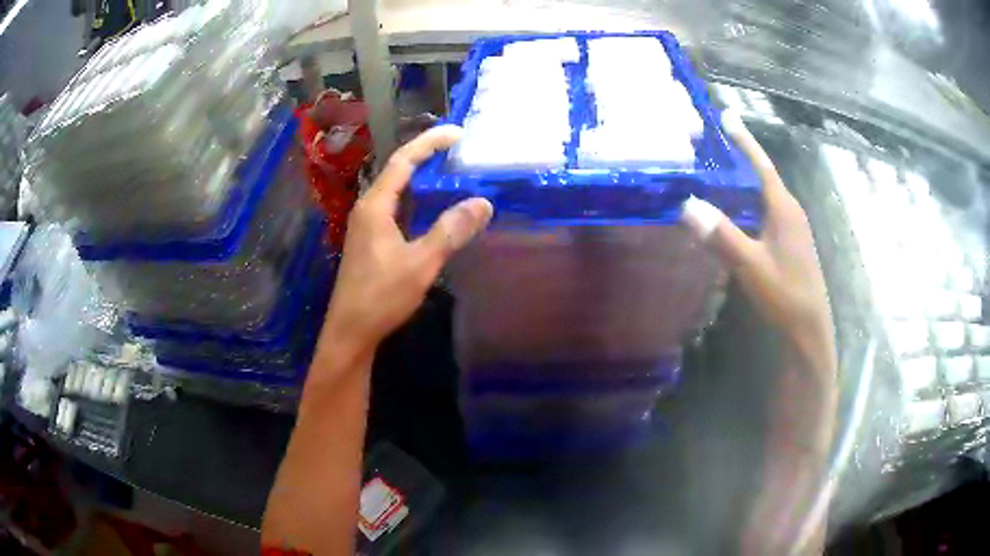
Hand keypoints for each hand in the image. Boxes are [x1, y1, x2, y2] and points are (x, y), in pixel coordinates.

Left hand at [320, 125, 492, 363]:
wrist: (350, 331)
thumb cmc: (381, 296)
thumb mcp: (420, 263)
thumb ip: (450, 232)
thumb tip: (482, 203)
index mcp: (375, 206)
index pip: (403, 161)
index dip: (429, 142)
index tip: (457, 133)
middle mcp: (367, 208)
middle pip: (397, 170)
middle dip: (425, 154)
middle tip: (457, 149)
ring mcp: (366, 225)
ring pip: (395, 190)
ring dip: (420, 177)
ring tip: (448, 170)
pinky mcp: (370, 241)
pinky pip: (395, 207)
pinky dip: (415, 199)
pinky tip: (430, 208)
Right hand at [681, 111, 834, 377]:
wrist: (809, 329)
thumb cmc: (785, 294)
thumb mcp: (752, 266)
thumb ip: (723, 236)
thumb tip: (688, 205)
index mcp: (783, 208)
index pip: (761, 164)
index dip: (744, 140)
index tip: (726, 115)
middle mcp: (789, 211)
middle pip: (761, 174)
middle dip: (738, 155)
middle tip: (711, 141)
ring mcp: (790, 228)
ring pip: (763, 193)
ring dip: (742, 179)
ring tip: (717, 169)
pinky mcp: (788, 242)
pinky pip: (764, 210)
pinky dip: (746, 201)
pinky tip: (733, 210)